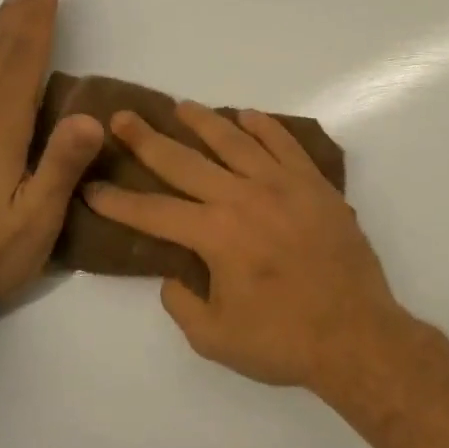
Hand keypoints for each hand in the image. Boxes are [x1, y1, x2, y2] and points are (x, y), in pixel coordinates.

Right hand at [82, 103, 411, 390]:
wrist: (356, 334)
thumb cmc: (283, 340)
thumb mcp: (215, 338)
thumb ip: (182, 304)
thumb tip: (173, 275)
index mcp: (215, 234)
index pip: (153, 211)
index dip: (117, 201)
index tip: (92, 188)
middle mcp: (244, 197)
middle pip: (185, 161)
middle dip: (147, 140)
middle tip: (122, 118)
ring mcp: (283, 185)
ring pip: (235, 141)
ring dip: (204, 122)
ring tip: (181, 107)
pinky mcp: (315, 185)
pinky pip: (285, 144)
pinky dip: (265, 126)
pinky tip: (247, 116)